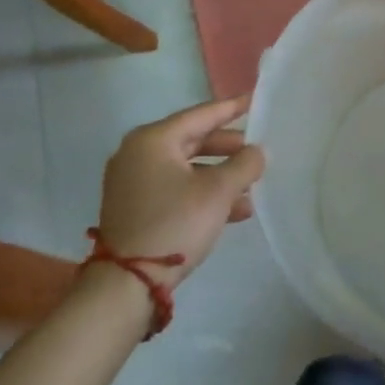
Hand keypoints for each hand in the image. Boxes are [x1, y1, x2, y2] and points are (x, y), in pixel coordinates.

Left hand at [95, 97, 263, 284]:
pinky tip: (233, 210)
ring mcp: (132, 182)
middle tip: (256, 151)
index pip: (201, 115)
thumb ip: (244, 164)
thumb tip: (258, 152)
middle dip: (228, 149)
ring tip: (251, 186)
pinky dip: (202, 193)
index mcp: (153, 140)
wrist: (126, 285)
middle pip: (193, 140)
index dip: (231, 108)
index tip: (254, 99)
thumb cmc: (174, 224)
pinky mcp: (134, 207)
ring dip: (219, 176)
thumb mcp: (218, 192)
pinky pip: (175, 188)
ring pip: (186, 168)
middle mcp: (138, 154)